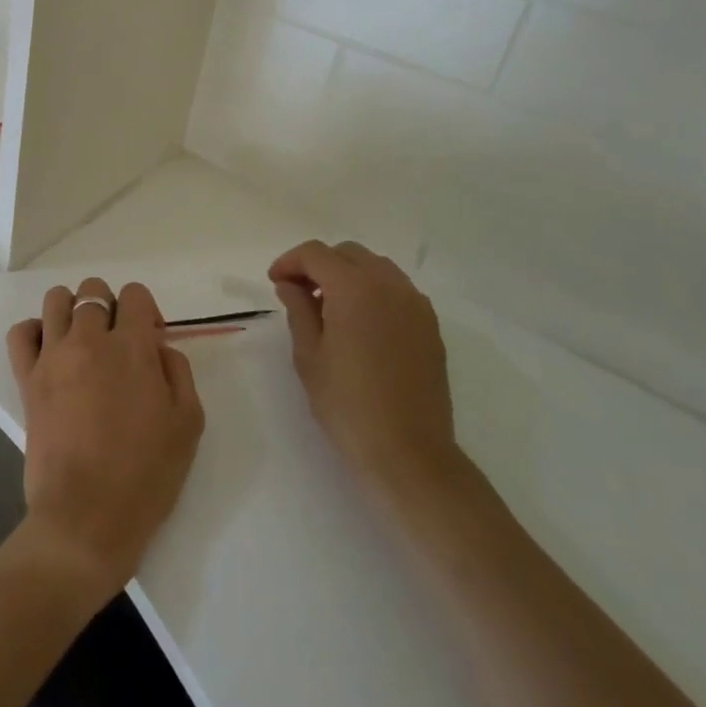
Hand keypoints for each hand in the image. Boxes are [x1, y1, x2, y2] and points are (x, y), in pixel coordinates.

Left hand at [5, 278, 203, 606]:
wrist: (87, 518)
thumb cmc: (145, 475)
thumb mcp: (188, 423)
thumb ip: (178, 371)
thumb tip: (157, 347)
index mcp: (132, 348)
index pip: (135, 295)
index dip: (146, 311)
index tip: (150, 341)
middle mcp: (89, 340)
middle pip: (94, 291)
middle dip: (111, 308)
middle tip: (118, 344)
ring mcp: (53, 357)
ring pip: (56, 300)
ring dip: (73, 310)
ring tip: (83, 341)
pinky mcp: (27, 379)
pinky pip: (20, 332)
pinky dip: (34, 330)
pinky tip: (50, 350)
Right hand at [269, 240, 460, 492]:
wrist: (409, 452)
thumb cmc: (347, 405)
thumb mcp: (309, 355)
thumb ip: (298, 309)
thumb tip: (290, 284)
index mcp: (354, 288)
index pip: (316, 254)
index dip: (290, 262)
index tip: (275, 283)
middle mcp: (389, 285)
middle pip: (347, 254)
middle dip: (319, 265)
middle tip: (298, 293)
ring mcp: (415, 303)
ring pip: (375, 267)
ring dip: (348, 275)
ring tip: (329, 308)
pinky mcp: (430, 325)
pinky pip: (396, 289)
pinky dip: (373, 291)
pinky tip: (360, 324)